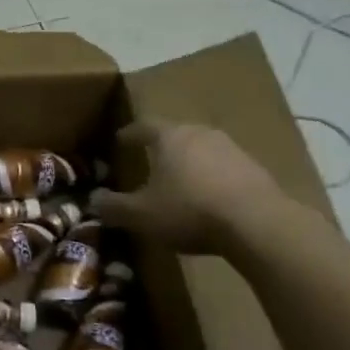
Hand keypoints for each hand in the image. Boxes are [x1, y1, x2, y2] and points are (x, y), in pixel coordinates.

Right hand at [90, 120, 288, 254]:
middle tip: (151, 159)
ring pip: (202, 149)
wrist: (256, 222)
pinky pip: (225, 167)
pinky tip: (211, 197)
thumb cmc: (189, 211)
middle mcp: (200, 133)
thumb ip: (114, 207)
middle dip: (162, 146)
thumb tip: (93, 200)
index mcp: (170, 137)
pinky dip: (213, 177)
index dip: (130, 134)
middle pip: (176, 134)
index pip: (144, 126)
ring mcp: (231, 148)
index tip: (120, 140)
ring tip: (181, 179)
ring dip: (190, 161)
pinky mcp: (254, 168)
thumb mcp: (141, 215)